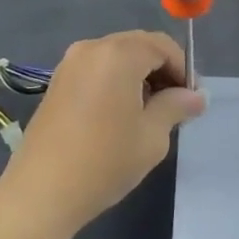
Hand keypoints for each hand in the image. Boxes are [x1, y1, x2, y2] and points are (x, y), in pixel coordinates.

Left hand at [0, 31, 204, 237]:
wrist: (42, 192)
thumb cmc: (105, 161)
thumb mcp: (152, 136)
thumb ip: (176, 107)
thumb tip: (197, 96)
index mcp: (119, 54)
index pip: (162, 46)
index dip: (183, 69)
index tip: (191, 100)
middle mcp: (92, 48)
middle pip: (138, 46)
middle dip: (161, 69)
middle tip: (175, 105)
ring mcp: (69, 64)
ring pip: (116, 57)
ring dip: (138, 75)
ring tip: (149, 112)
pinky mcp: (57, 82)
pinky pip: (97, 69)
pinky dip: (115, 81)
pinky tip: (120, 114)